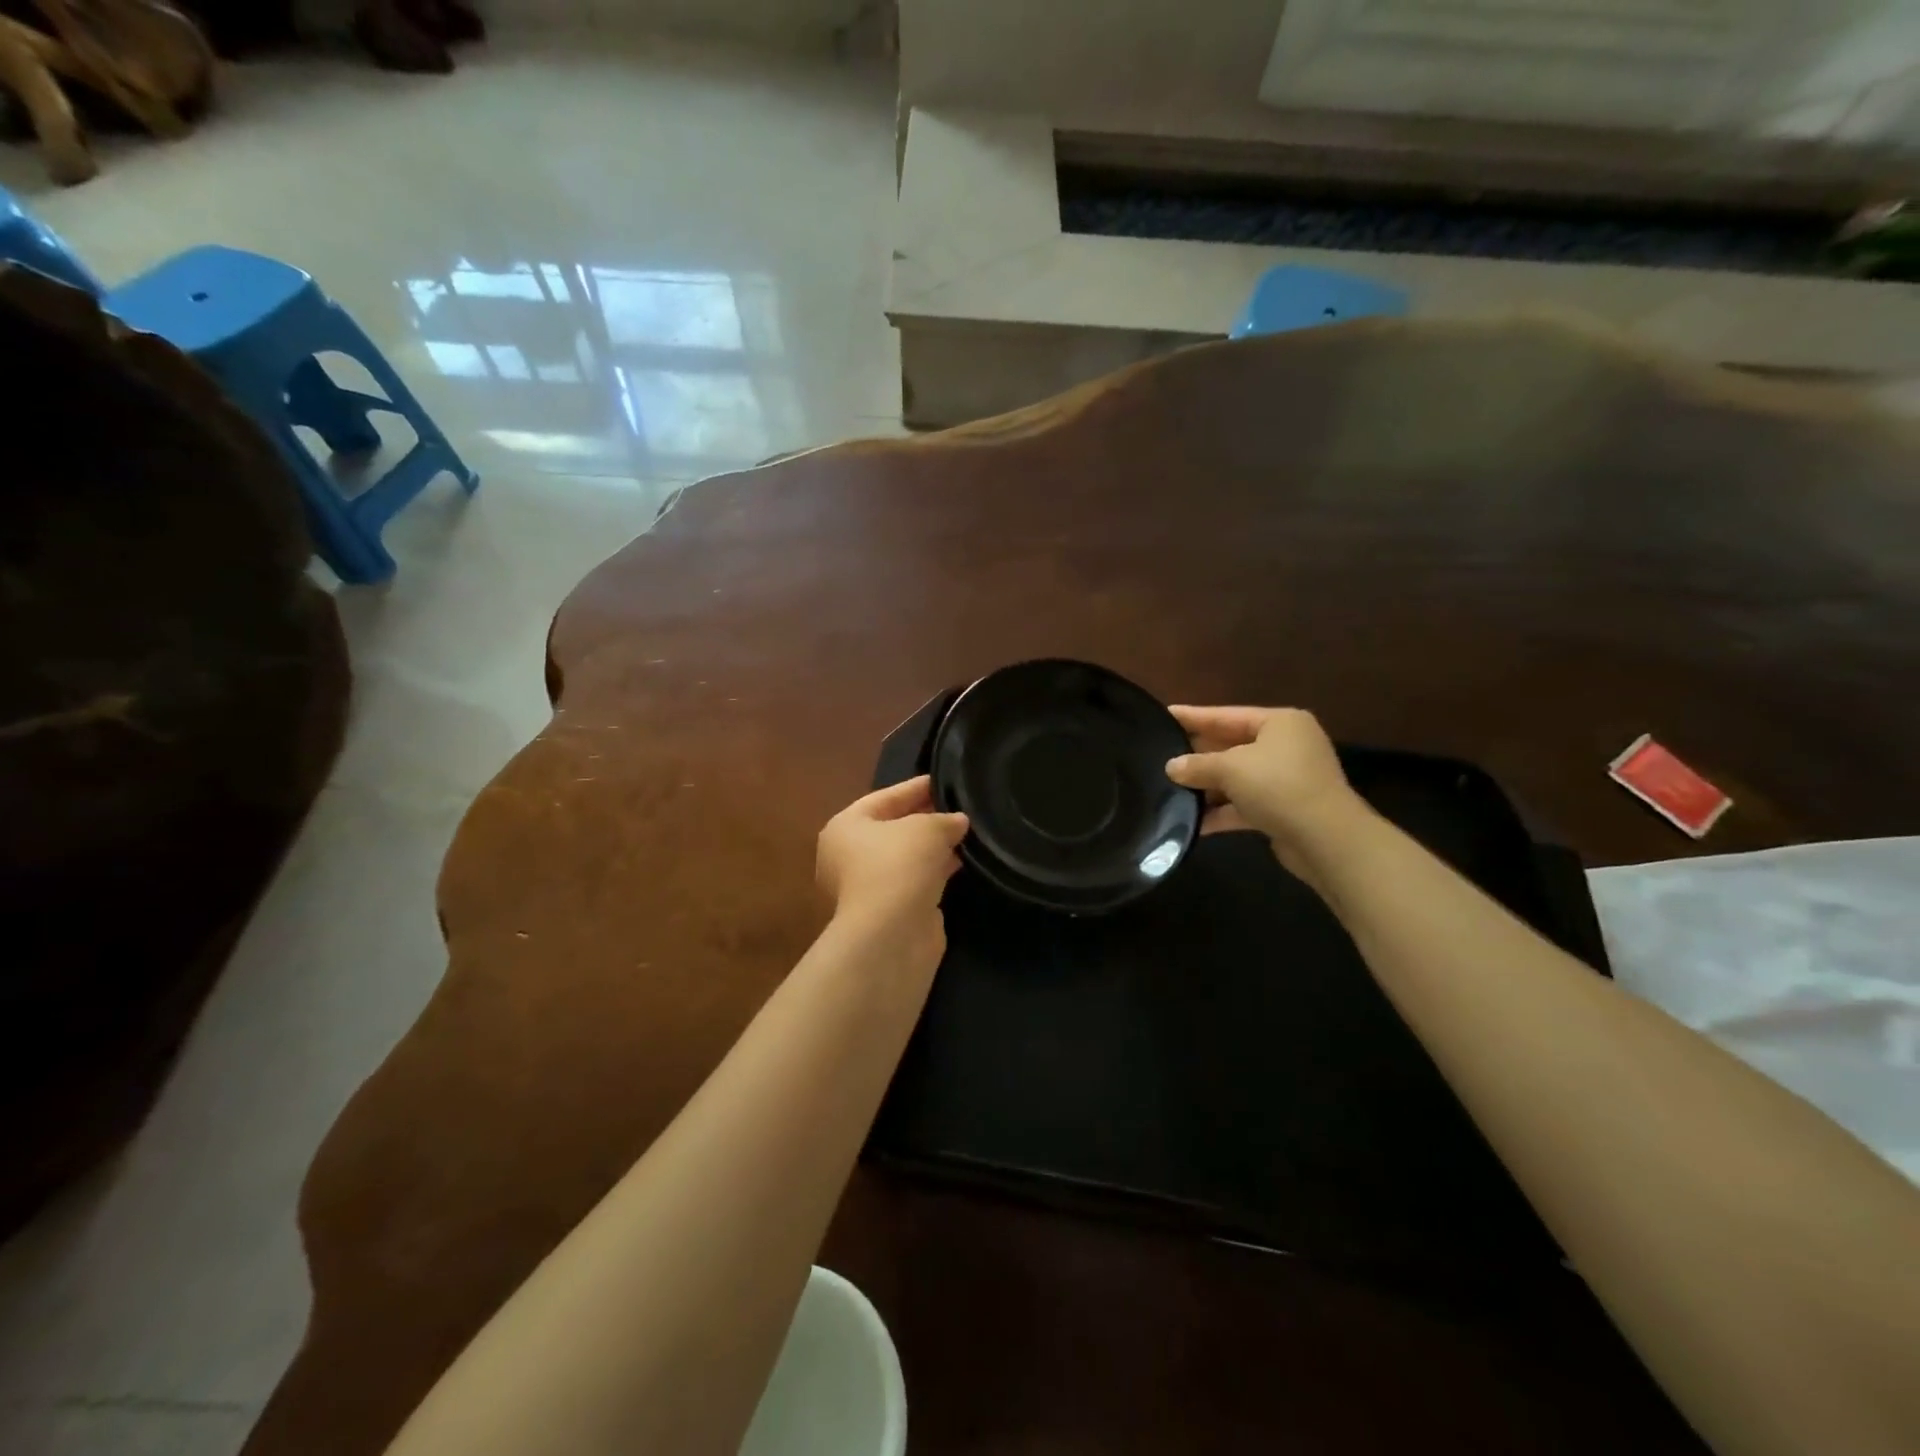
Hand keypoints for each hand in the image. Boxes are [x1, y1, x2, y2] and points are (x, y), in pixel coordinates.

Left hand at [816, 776, 968, 968]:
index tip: (945, 780)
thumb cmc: (898, 866)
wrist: (891, 935)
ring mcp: (868, 887)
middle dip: (927, 818)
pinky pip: (916, 882)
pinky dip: (936, 873)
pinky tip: (962, 864)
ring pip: (906, 858)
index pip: (885, 797)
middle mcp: (849, 856)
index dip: (916, 787)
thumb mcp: (926, 828)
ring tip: (968, 835)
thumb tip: (958, 822)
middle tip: (961, 807)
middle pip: (894, 828)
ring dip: (934, 848)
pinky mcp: (890, 912)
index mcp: (845, 827)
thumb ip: (944, 819)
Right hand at [1165, 706, 1364, 880]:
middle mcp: (1286, 746)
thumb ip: (1197, 765)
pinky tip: (1192, 821)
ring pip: (1236, 778)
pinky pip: (1244, 804)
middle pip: (1231, 746)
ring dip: (1207, 787)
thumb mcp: (1230, 769)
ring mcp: (1286, 779)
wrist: (1326, 840)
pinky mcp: (1283, 810)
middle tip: (1160, 754)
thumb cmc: (1279, 786)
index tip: (1165, 714)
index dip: (1194, 716)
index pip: (1226, 715)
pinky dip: (1221, 811)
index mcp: (1279, 723)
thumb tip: (1171, 767)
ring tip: (1169, 790)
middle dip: (1197, 755)